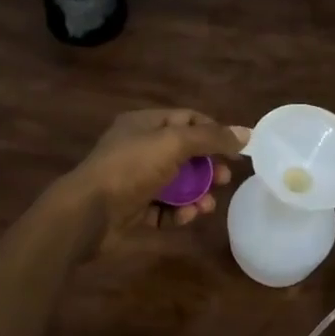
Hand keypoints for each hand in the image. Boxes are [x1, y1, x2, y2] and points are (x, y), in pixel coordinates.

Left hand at [52, 108, 248, 256]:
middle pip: (184, 153)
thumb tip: (246, 133)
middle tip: (225, 180)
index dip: (213, 131)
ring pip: (176, 183)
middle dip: (208, 166)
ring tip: (208, 206)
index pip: (187, 119)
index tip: (236, 148)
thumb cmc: (131, 168)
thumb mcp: (174, 144)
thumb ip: (211, 138)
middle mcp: (139, 148)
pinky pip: (163, 207)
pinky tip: (187, 217)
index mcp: (144, 123)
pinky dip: (178, 212)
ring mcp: (135, 179)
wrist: (88, 213)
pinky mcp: (133, 209)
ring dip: (197, 193)